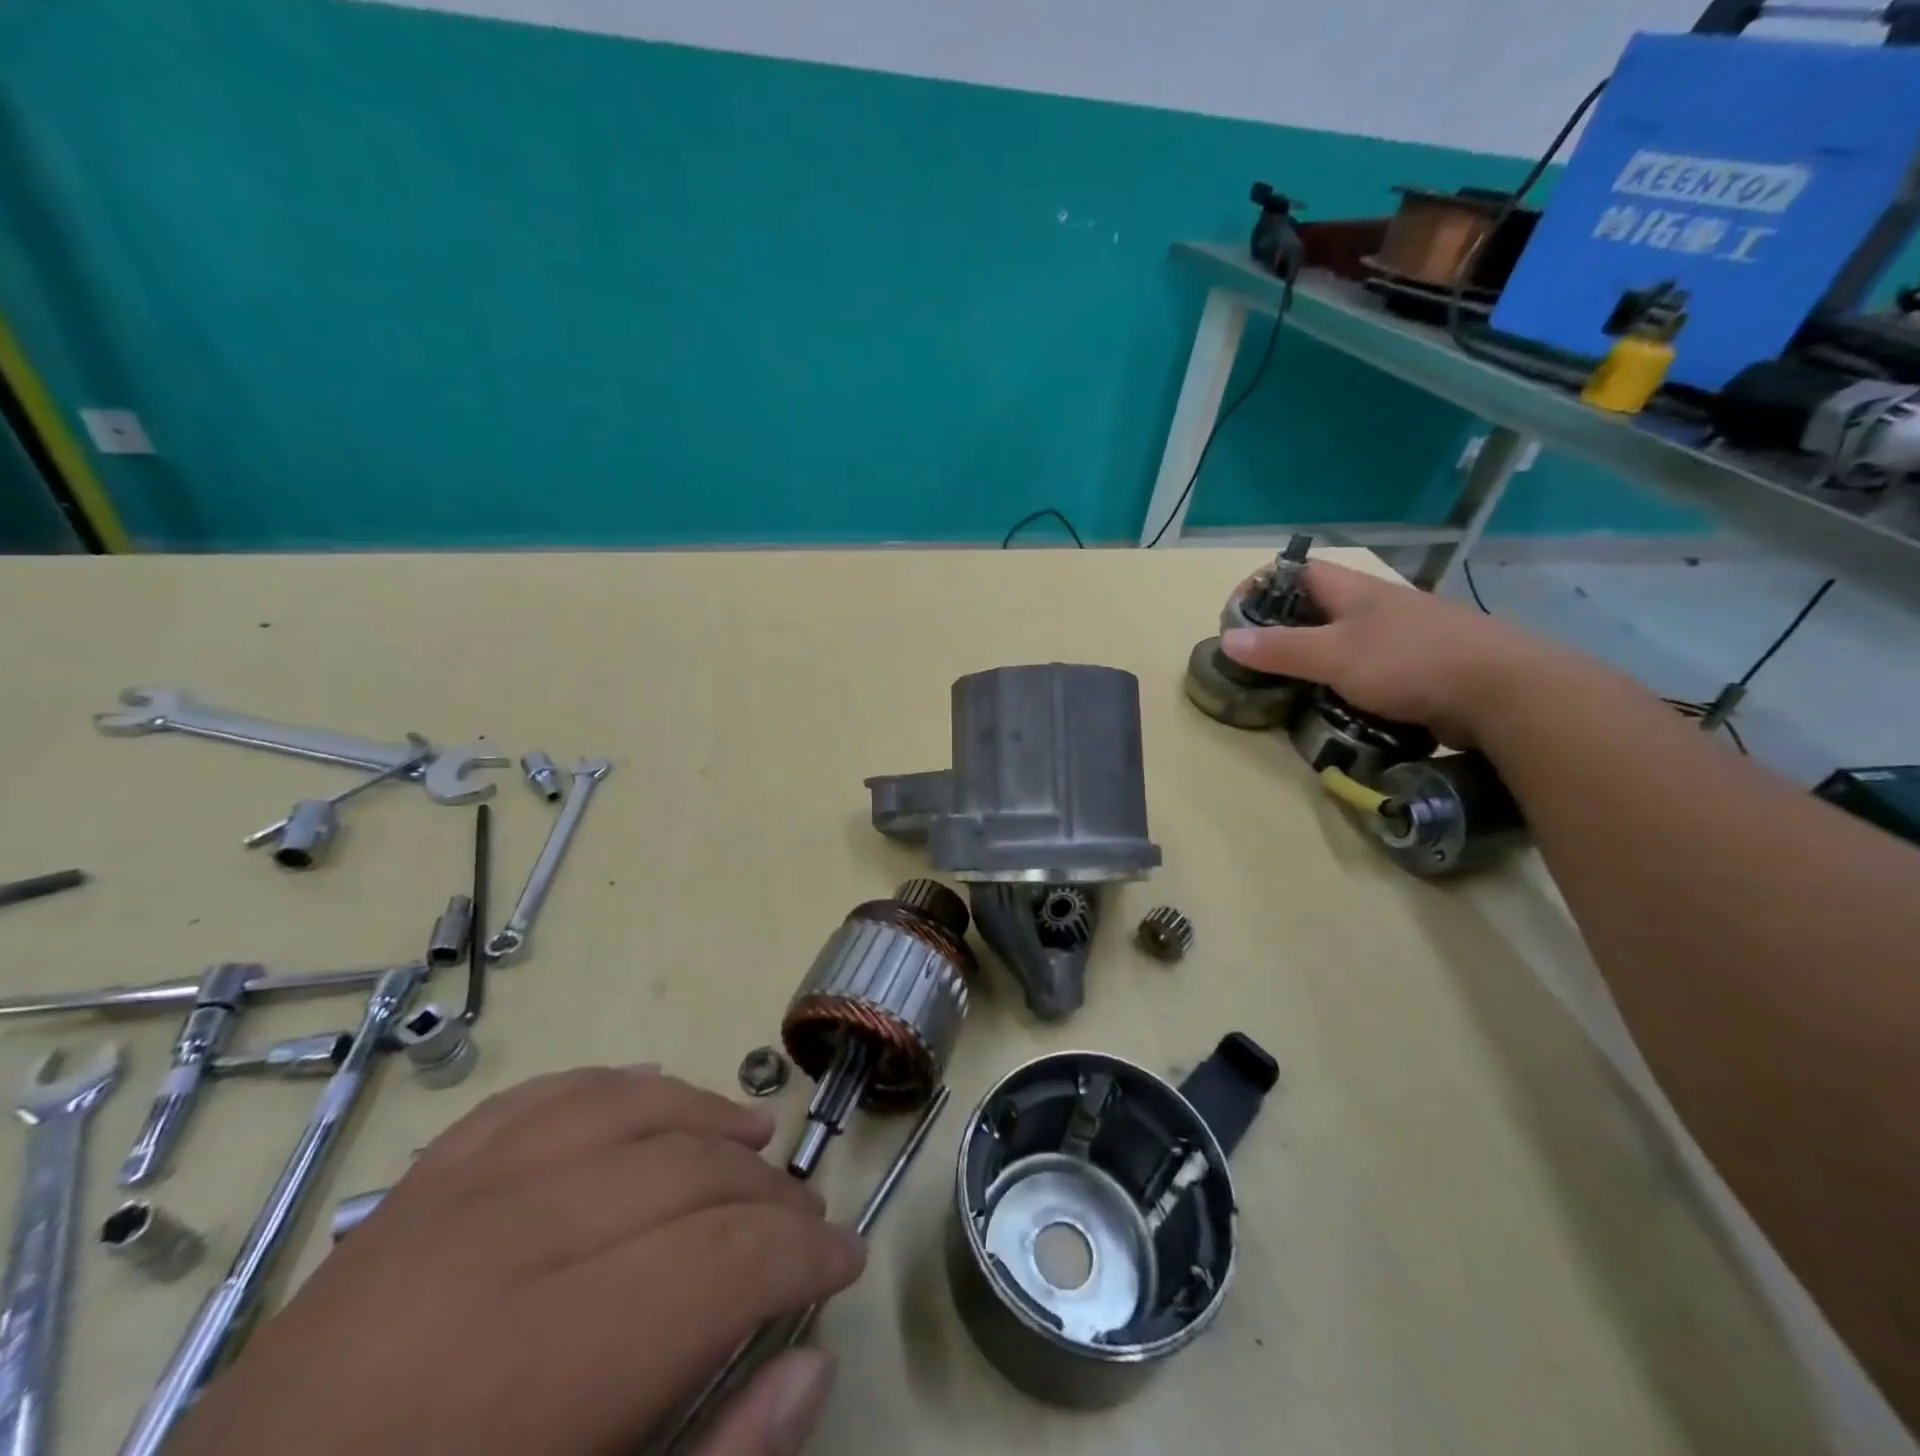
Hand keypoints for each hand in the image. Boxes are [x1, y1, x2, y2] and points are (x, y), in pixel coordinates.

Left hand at [170, 1067, 865, 1455]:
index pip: (718, 1262)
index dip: (802, 1254)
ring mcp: (439, 1206)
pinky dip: (610, 1088)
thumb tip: (811, 1365)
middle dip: (766, 1197)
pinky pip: (535, 1101)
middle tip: (807, 1223)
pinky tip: (654, 1094)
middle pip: (680, 1176)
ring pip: (618, 1112)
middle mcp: (492, 1256)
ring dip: (703, 1115)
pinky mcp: (406, 1193)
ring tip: (756, 1137)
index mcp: (532, 1374)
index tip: (847, 1261)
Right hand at [1220, 561, 1553, 746]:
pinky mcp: (1422, 670)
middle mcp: (1380, 607)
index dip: (1264, 585)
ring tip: (1292, 689)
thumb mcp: (1334, 655)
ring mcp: (1405, 638)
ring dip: (1317, 662)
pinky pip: (1370, 671)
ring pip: (1346, 642)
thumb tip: (1225, 638)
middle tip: (1259, 661)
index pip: (1300, 570)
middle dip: (1286, 630)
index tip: (1238, 617)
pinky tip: (1338, 706)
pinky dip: (1346, 684)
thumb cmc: (1410, 662)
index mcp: (1357, 591)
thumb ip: (1280, 649)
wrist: (1504, 693)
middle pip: (1320, 608)